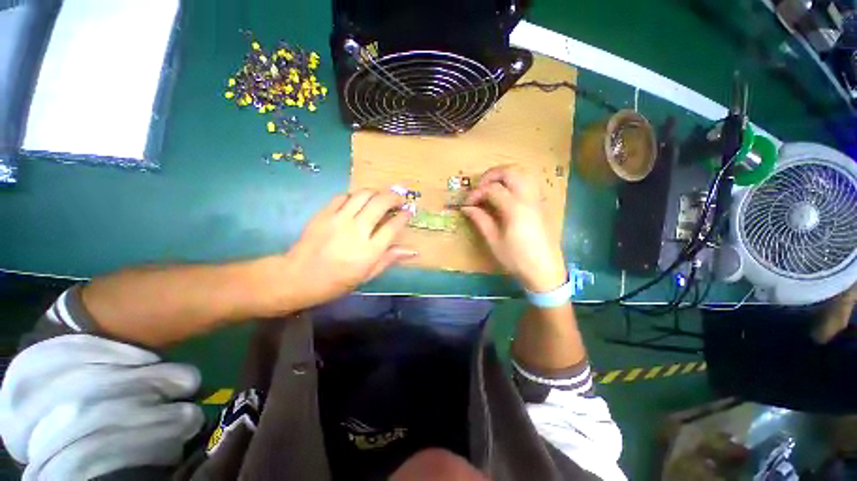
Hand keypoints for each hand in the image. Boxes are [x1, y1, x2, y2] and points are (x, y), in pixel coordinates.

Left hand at [282, 190, 415, 307]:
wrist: (298, 277)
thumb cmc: (337, 282)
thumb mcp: (367, 275)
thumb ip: (390, 259)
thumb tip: (413, 250)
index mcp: (369, 251)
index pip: (393, 226)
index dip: (404, 216)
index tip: (409, 211)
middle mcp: (357, 231)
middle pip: (380, 204)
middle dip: (394, 197)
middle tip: (399, 199)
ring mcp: (339, 220)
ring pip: (363, 195)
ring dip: (376, 192)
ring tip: (381, 197)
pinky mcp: (324, 213)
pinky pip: (343, 196)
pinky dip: (355, 195)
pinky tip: (358, 201)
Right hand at [462, 165, 566, 291]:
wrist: (545, 270)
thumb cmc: (517, 259)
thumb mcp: (494, 241)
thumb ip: (481, 220)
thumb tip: (466, 207)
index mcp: (515, 208)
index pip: (492, 189)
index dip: (476, 193)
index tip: (466, 203)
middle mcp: (528, 198)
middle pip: (510, 172)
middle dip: (490, 175)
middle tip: (479, 187)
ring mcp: (537, 199)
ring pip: (523, 172)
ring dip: (505, 174)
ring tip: (492, 187)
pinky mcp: (541, 204)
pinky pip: (529, 182)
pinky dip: (516, 180)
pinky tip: (507, 194)